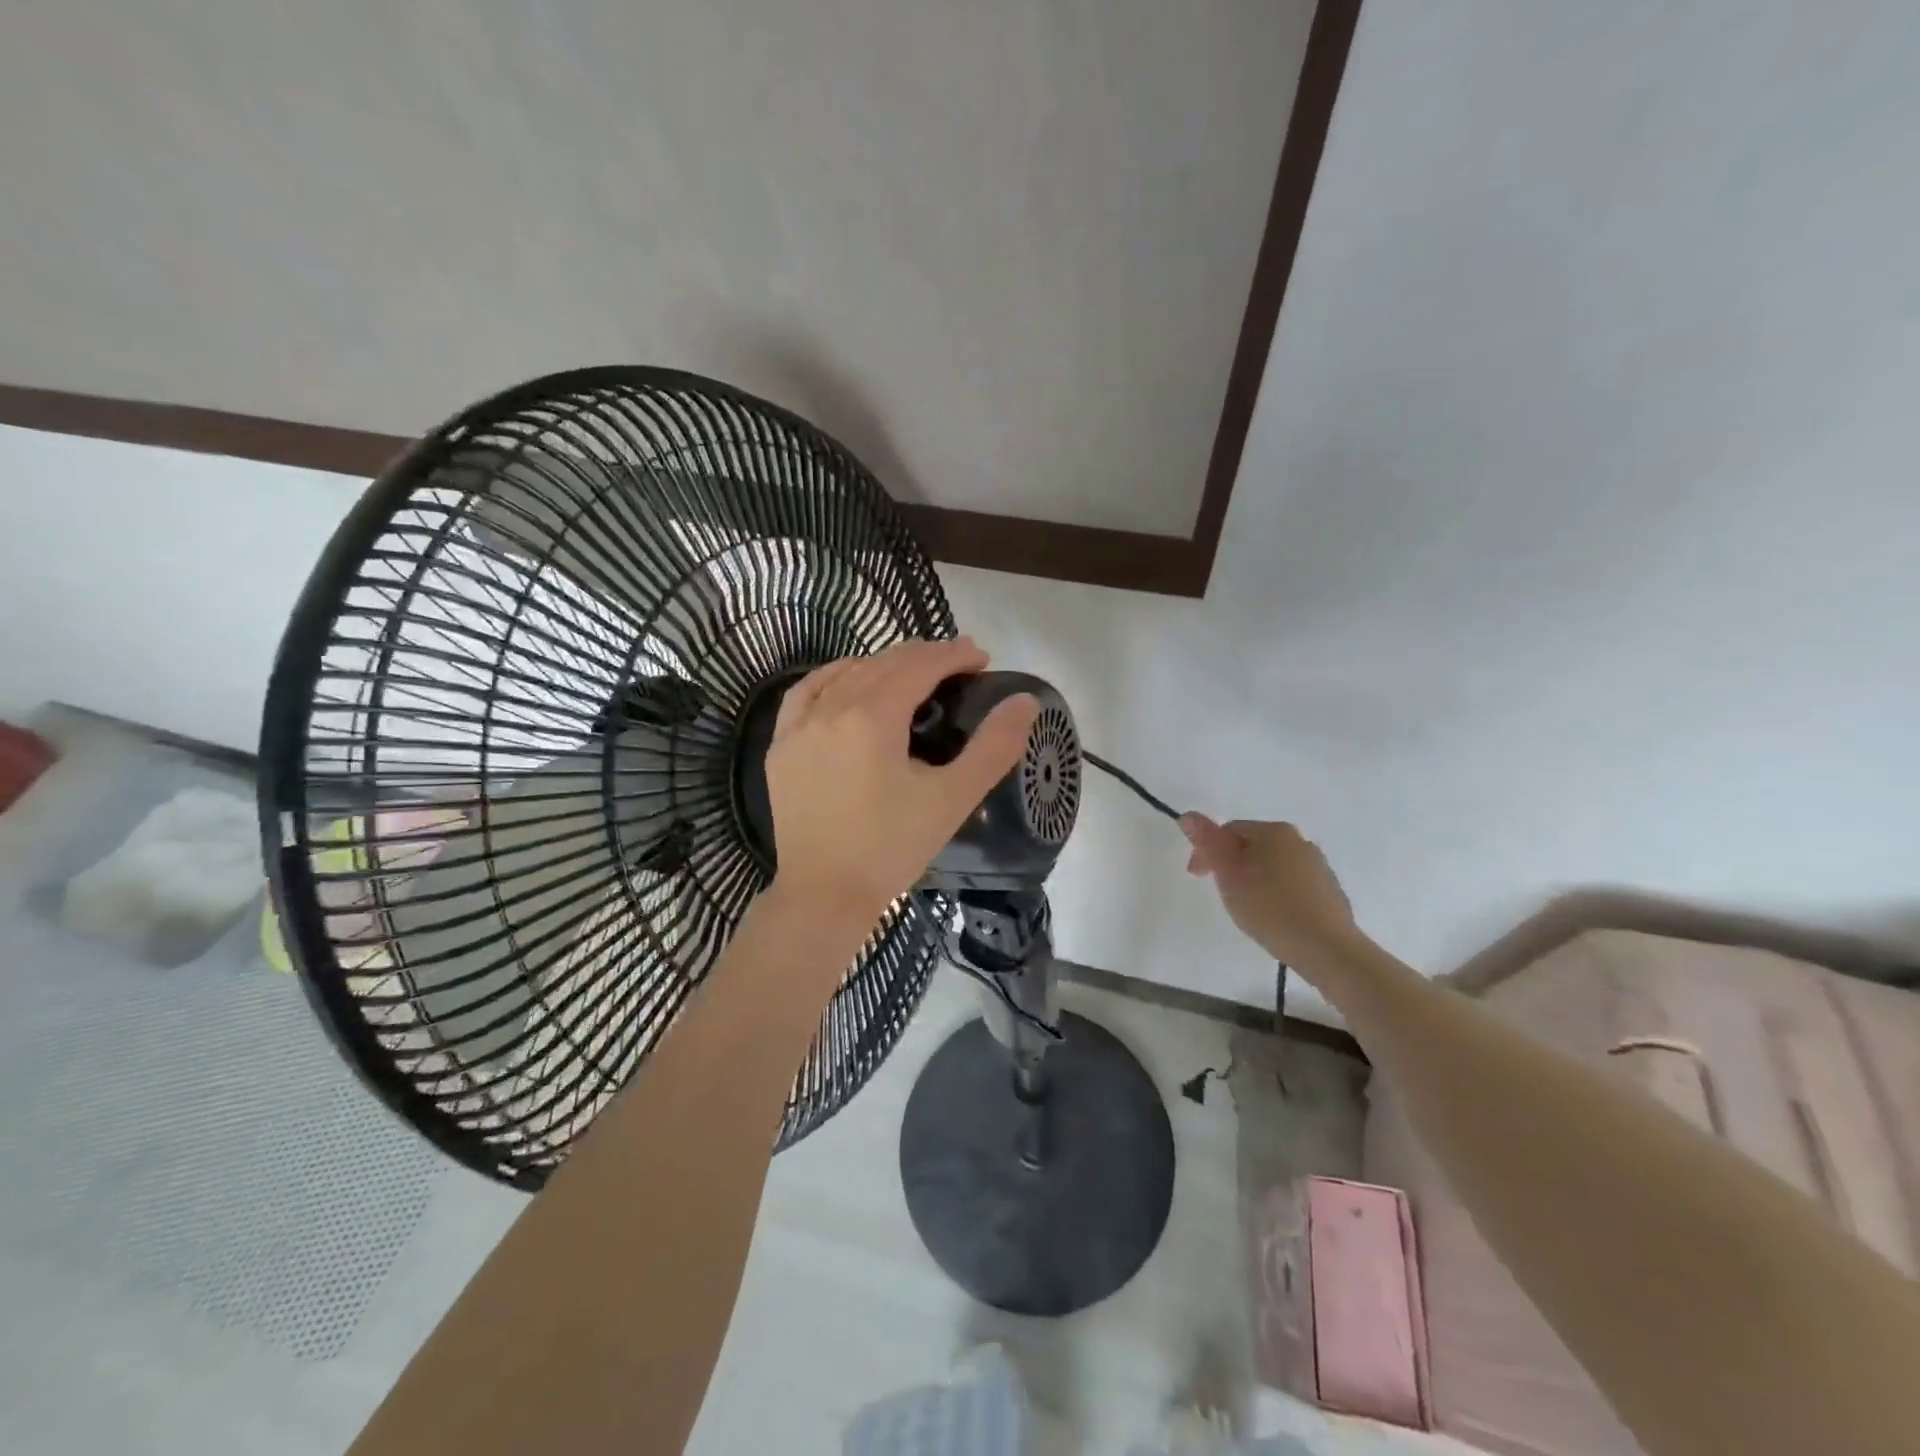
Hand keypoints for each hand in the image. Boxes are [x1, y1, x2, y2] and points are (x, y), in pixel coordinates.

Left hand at [766, 638, 1038, 934]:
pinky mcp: (781, 746)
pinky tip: (848, 682)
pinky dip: (835, 677)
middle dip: (924, 656)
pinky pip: (807, 692)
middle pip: (884, 663)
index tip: (981, 658)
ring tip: (912, 673)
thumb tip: (1025, 701)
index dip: (954, 655)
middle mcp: (831, 708)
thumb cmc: (892, 848)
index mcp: (873, 716)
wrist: (824, 895)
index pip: (919, 665)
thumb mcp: (952, 799)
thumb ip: (993, 747)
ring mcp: (799, 726)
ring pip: (846, 672)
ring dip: (883, 664)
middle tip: (958, 665)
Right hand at [1179, 815, 1361, 975]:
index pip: (1227, 831)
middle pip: (1251, 846)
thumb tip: (1188, 815)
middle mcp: (1299, 840)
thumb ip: (1207, 841)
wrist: (1327, 948)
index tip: (1199, 879)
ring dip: (1255, 879)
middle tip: (1223, 895)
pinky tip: (1274, 915)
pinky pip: (1292, 883)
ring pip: (1272, 865)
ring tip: (1248, 908)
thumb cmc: (1269, 907)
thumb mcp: (1228, 873)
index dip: (1207, 852)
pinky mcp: (1329, 890)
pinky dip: (1277, 893)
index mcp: (1273, 831)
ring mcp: (1318, 865)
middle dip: (1232, 866)